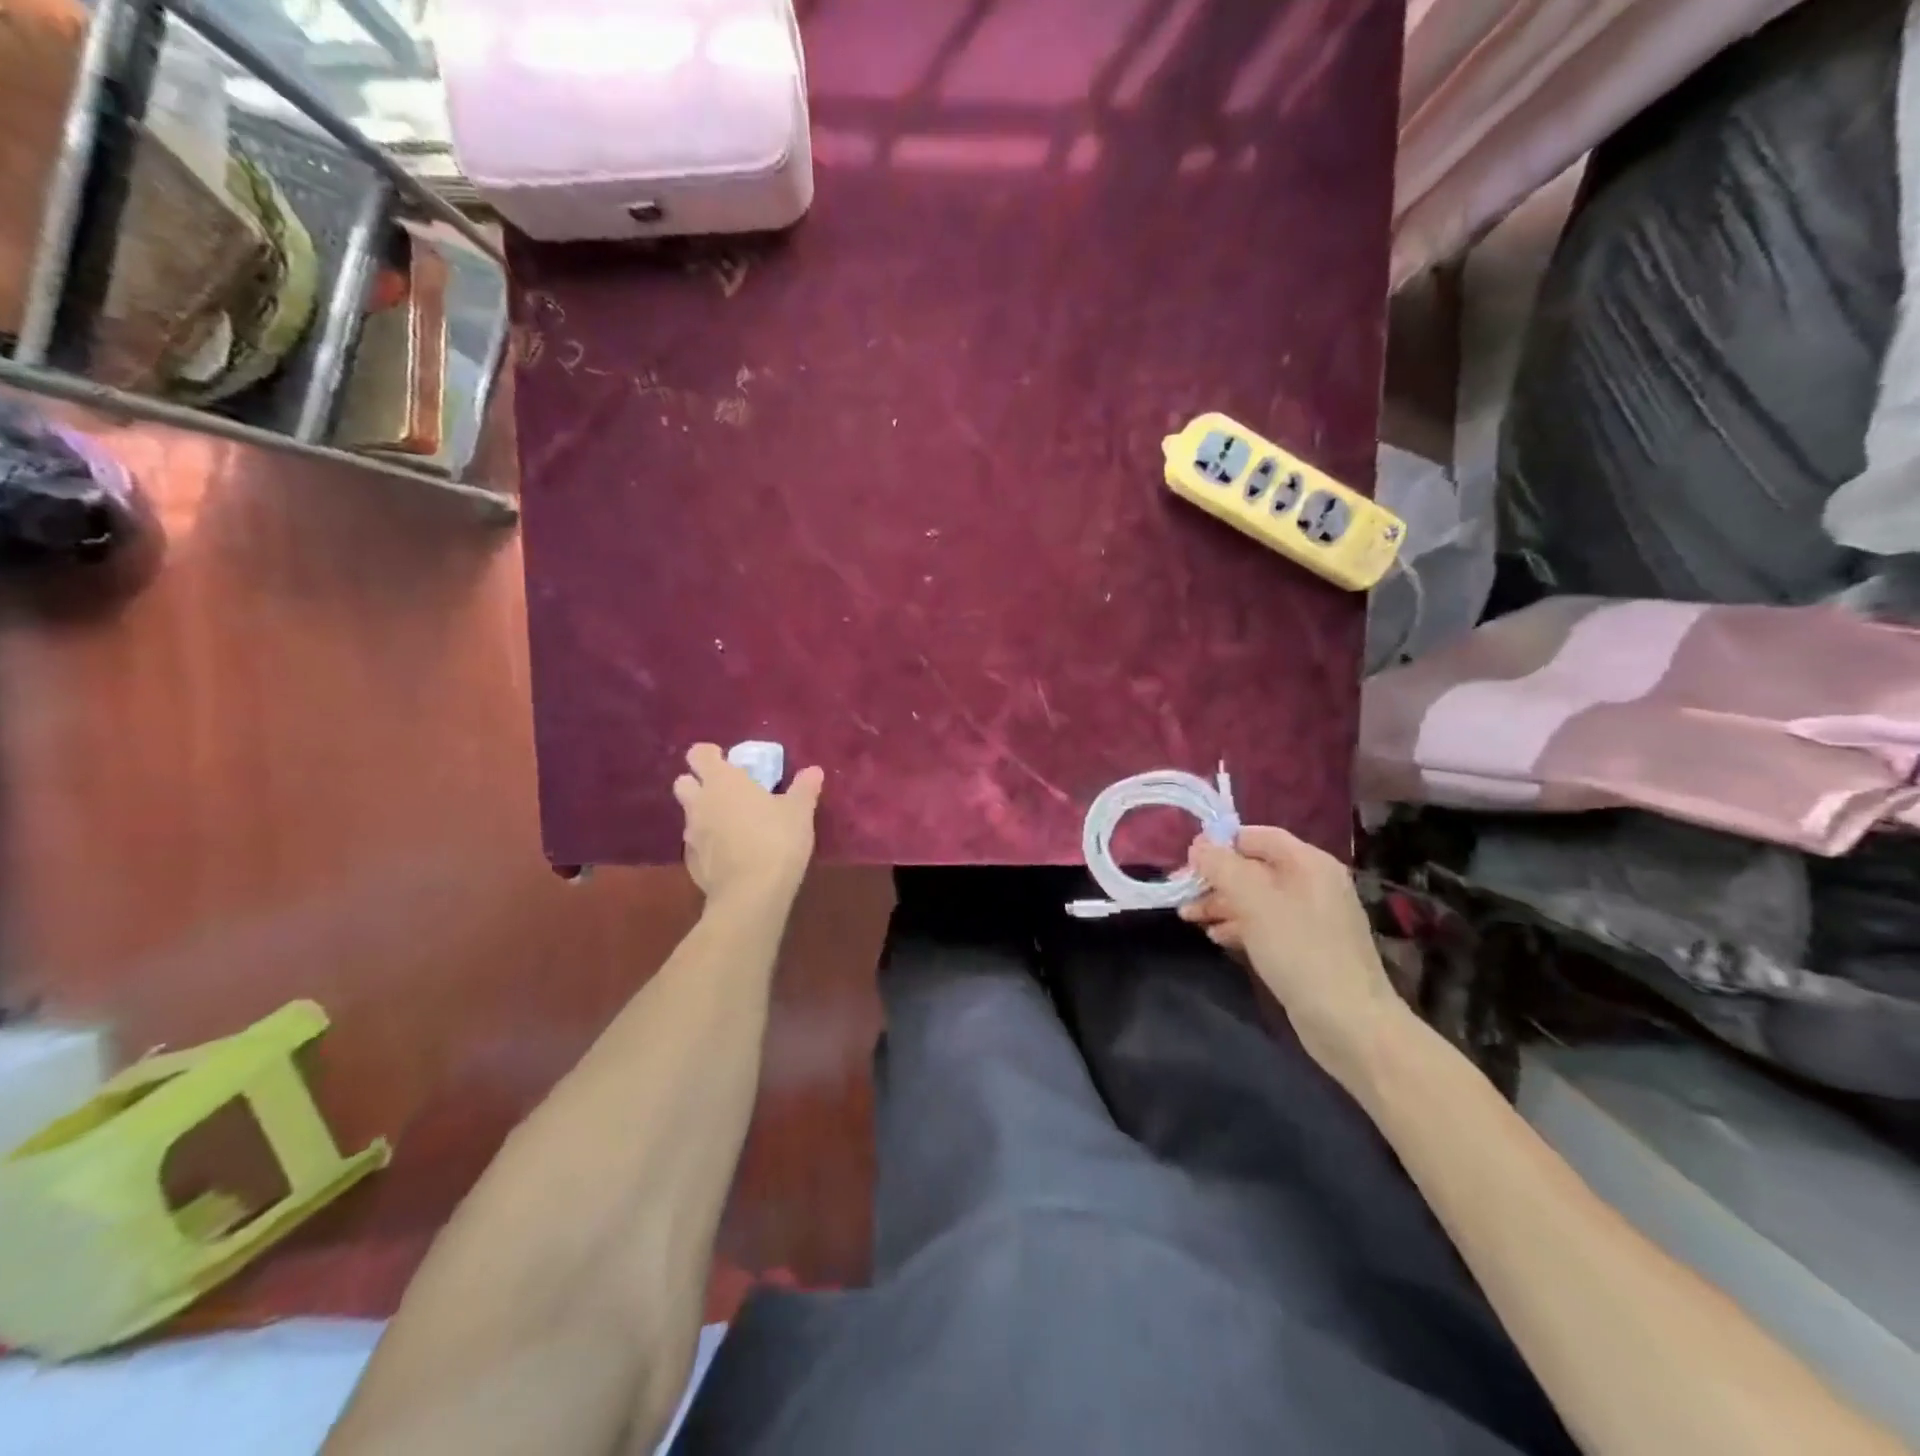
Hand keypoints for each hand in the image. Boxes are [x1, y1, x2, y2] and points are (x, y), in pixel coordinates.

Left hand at [672, 744, 823, 906]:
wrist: (751, 894)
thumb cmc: (776, 840)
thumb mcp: (799, 812)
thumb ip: (804, 788)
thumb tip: (813, 770)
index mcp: (722, 782)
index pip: (699, 754)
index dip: (710, 755)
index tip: (728, 760)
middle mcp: (700, 803)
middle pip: (684, 783)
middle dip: (699, 783)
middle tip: (727, 791)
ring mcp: (691, 835)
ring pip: (689, 815)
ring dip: (704, 814)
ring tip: (733, 824)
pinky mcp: (691, 864)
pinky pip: (696, 845)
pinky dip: (709, 844)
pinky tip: (731, 854)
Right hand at [1181, 826, 1404, 1082]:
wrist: (1350, 1023)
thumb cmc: (1300, 952)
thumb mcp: (1254, 902)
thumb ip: (1223, 867)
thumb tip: (1199, 845)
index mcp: (1308, 863)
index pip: (1257, 836)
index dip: (1221, 842)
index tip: (1188, 860)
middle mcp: (1312, 883)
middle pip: (1254, 867)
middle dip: (1216, 877)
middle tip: (1182, 892)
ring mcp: (1310, 917)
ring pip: (1256, 897)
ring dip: (1221, 903)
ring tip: (1189, 917)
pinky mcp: (1305, 947)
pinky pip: (1265, 923)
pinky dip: (1238, 925)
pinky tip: (1215, 937)